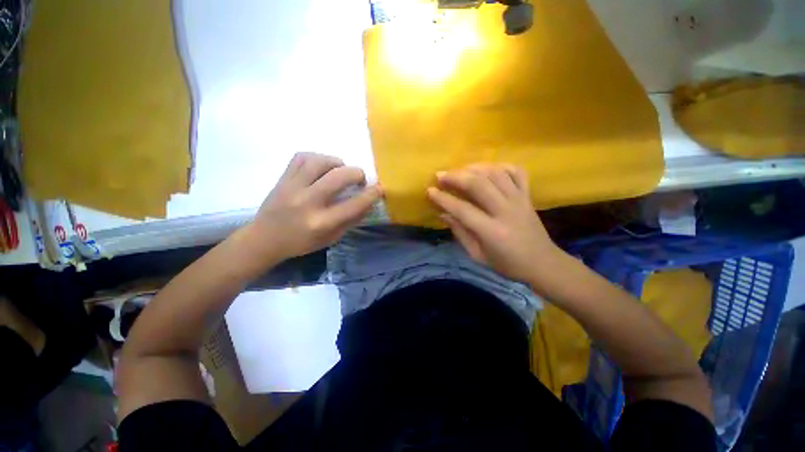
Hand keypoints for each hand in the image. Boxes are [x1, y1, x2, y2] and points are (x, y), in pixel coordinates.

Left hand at [249, 153, 381, 259]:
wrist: (265, 239)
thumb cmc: (301, 242)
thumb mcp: (331, 238)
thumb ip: (351, 220)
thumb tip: (368, 202)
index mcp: (322, 222)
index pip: (354, 205)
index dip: (371, 194)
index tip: (379, 188)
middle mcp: (308, 202)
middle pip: (339, 176)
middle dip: (357, 173)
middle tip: (359, 179)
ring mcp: (292, 187)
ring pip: (320, 161)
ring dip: (337, 163)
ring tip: (340, 170)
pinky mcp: (282, 178)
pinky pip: (301, 157)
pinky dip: (317, 158)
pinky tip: (322, 166)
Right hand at [427, 164, 560, 284]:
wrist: (542, 263)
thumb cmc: (506, 264)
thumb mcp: (477, 255)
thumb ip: (460, 233)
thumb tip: (443, 214)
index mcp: (492, 231)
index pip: (462, 209)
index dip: (443, 199)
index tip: (430, 190)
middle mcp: (505, 211)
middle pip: (479, 184)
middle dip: (456, 176)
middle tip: (441, 175)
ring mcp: (519, 200)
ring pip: (496, 173)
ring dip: (474, 168)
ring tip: (460, 170)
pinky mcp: (528, 196)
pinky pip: (516, 172)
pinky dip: (500, 166)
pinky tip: (488, 169)